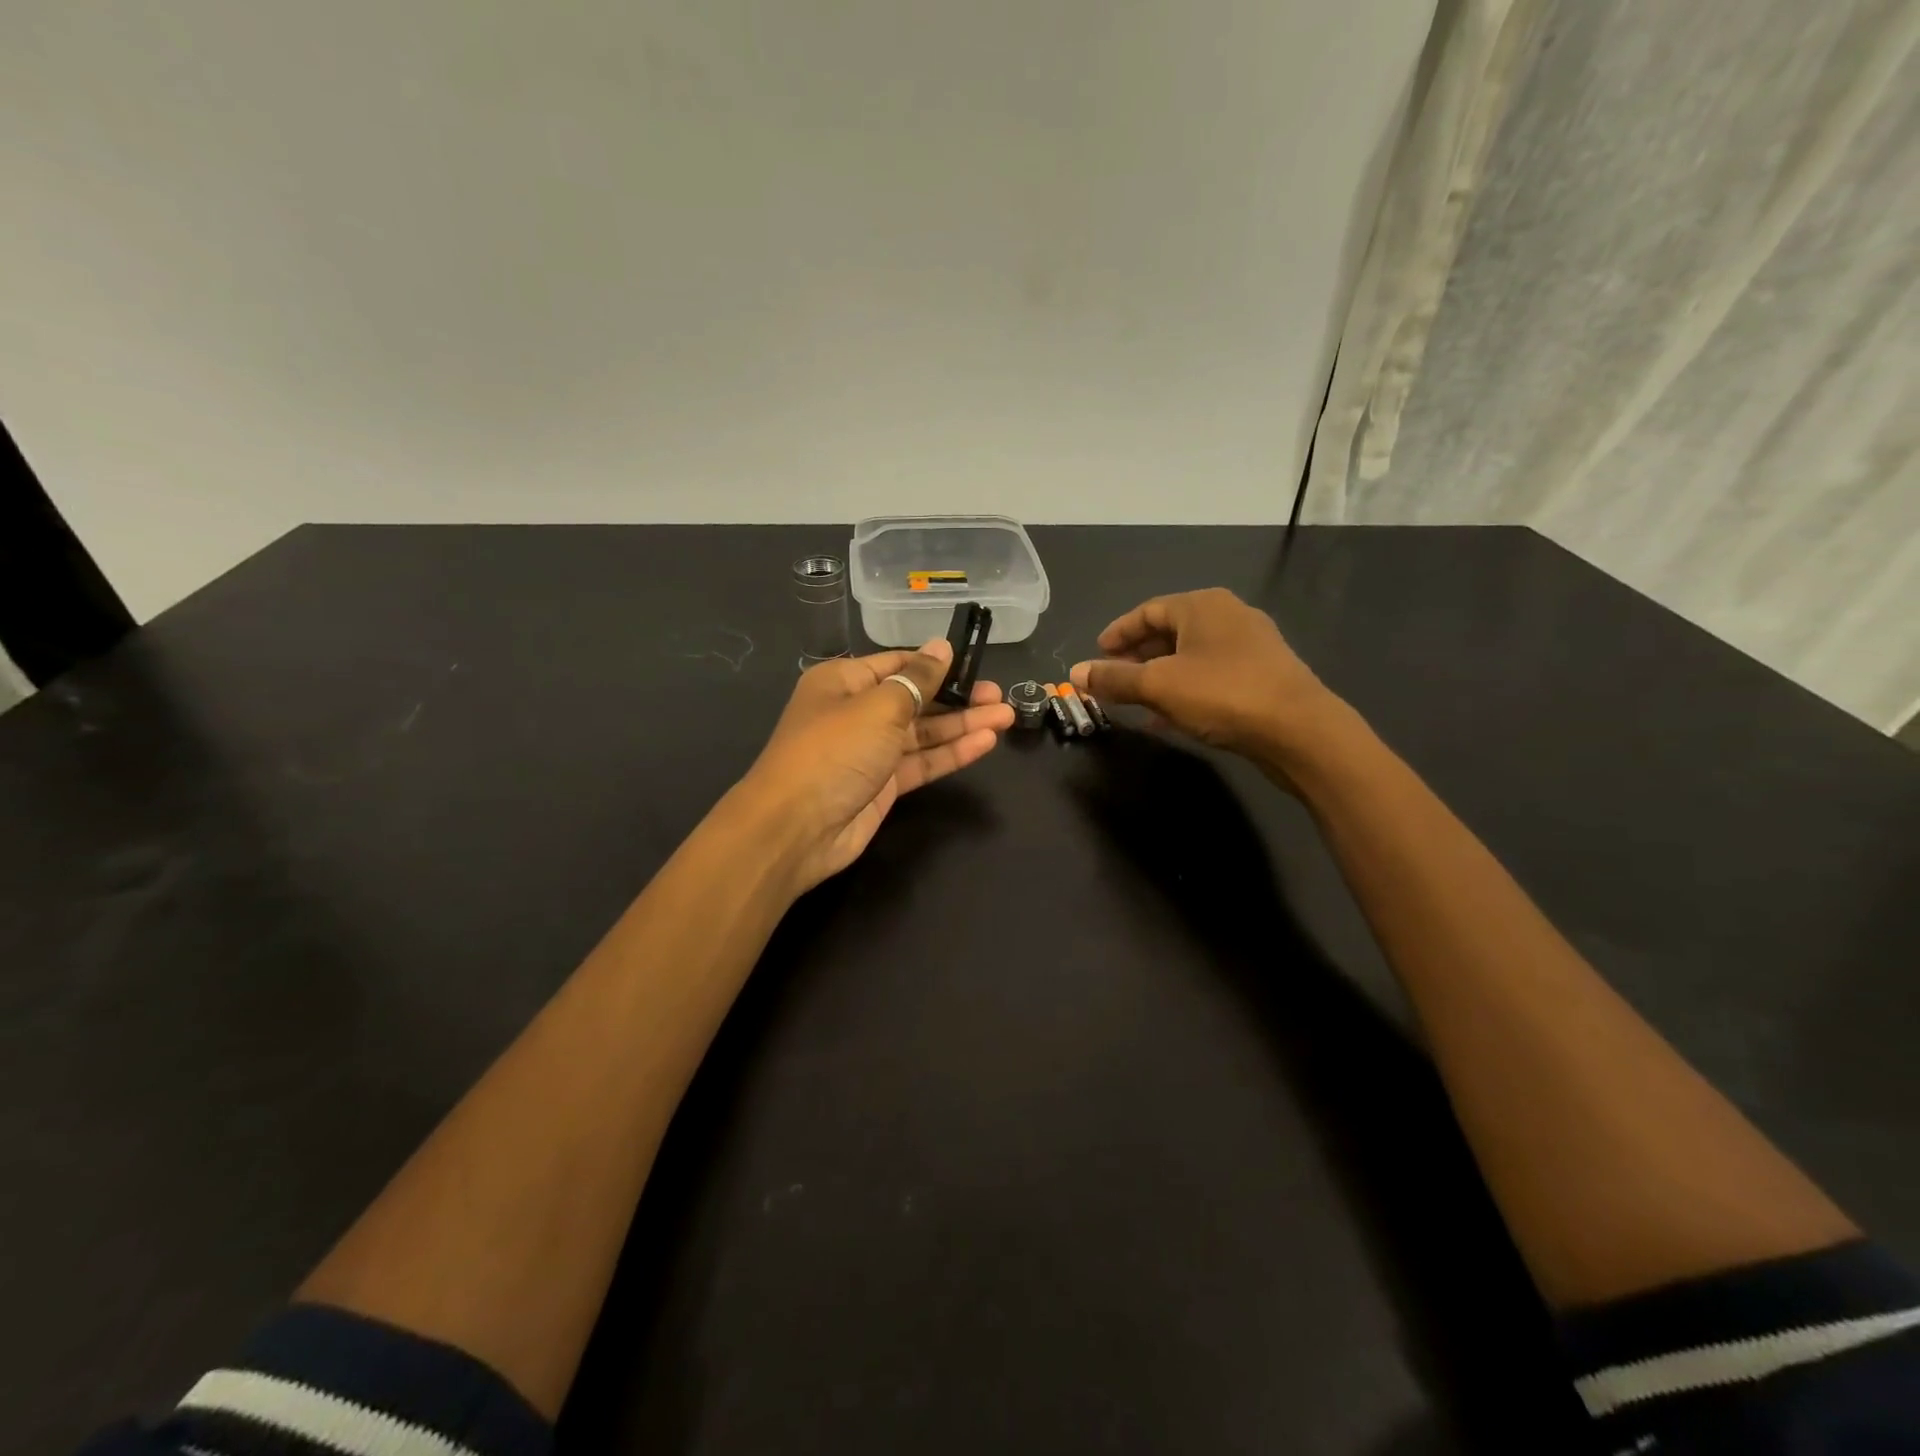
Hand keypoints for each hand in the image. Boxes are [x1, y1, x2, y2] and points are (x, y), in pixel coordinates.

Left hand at [738, 640, 1013, 892]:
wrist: (796, 828)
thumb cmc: (834, 751)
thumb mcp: (879, 706)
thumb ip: (918, 679)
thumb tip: (941, 647)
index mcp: (844, 682)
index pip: (898, 665)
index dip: (936, 664)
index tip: (975, 663)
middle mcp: (856, 712)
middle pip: (915, 699)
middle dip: (957, 697)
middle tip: (999, 695)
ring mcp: (870, 751)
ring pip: (923, 733)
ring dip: (962, 725)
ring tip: (1005, 716)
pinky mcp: (882, 785)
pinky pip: (921, 762)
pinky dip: (951, 753)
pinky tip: (985, 743)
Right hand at [1070, 588, 1346, 776]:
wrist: (1300, 731)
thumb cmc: (1223, 694)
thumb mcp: (1158, 686)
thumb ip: (1114, 679)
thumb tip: (1074, 673)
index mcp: (1202, 606)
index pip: (1148, 611)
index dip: (1118, 633)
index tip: (1096, 654)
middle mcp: (1228, 616)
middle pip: (1170, 632)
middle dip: (1137, 657)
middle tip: (1112, 679)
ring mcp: (1251, 646)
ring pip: (1190, 657)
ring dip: (1159, 677)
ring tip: (1135, 701)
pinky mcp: (1263, 675)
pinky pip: (1210, 676)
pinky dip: (1184, 690)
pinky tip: (1170, 717)